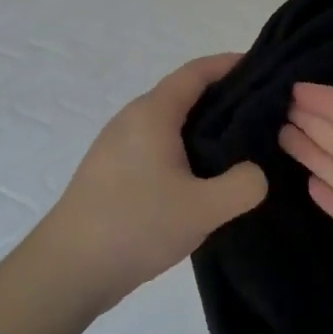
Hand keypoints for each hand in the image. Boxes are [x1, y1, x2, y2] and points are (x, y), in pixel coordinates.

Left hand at [31, 54, 267, 312]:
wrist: (68, 269)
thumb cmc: (135, 225)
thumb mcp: (203, 208)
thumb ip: (243, 185)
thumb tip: (254, 173)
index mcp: (152, 113)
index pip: (196, 72)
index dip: (230, 64)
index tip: (264, 69)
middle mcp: (132, 119)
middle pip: (183, 94)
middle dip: (224, 98)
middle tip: (264, 115)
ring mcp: (118, 146)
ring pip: (170, 123)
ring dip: (204, 128)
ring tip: (240, 148)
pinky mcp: (112, 172)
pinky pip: (157, 146)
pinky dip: (186, 149)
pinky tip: (203, 179)